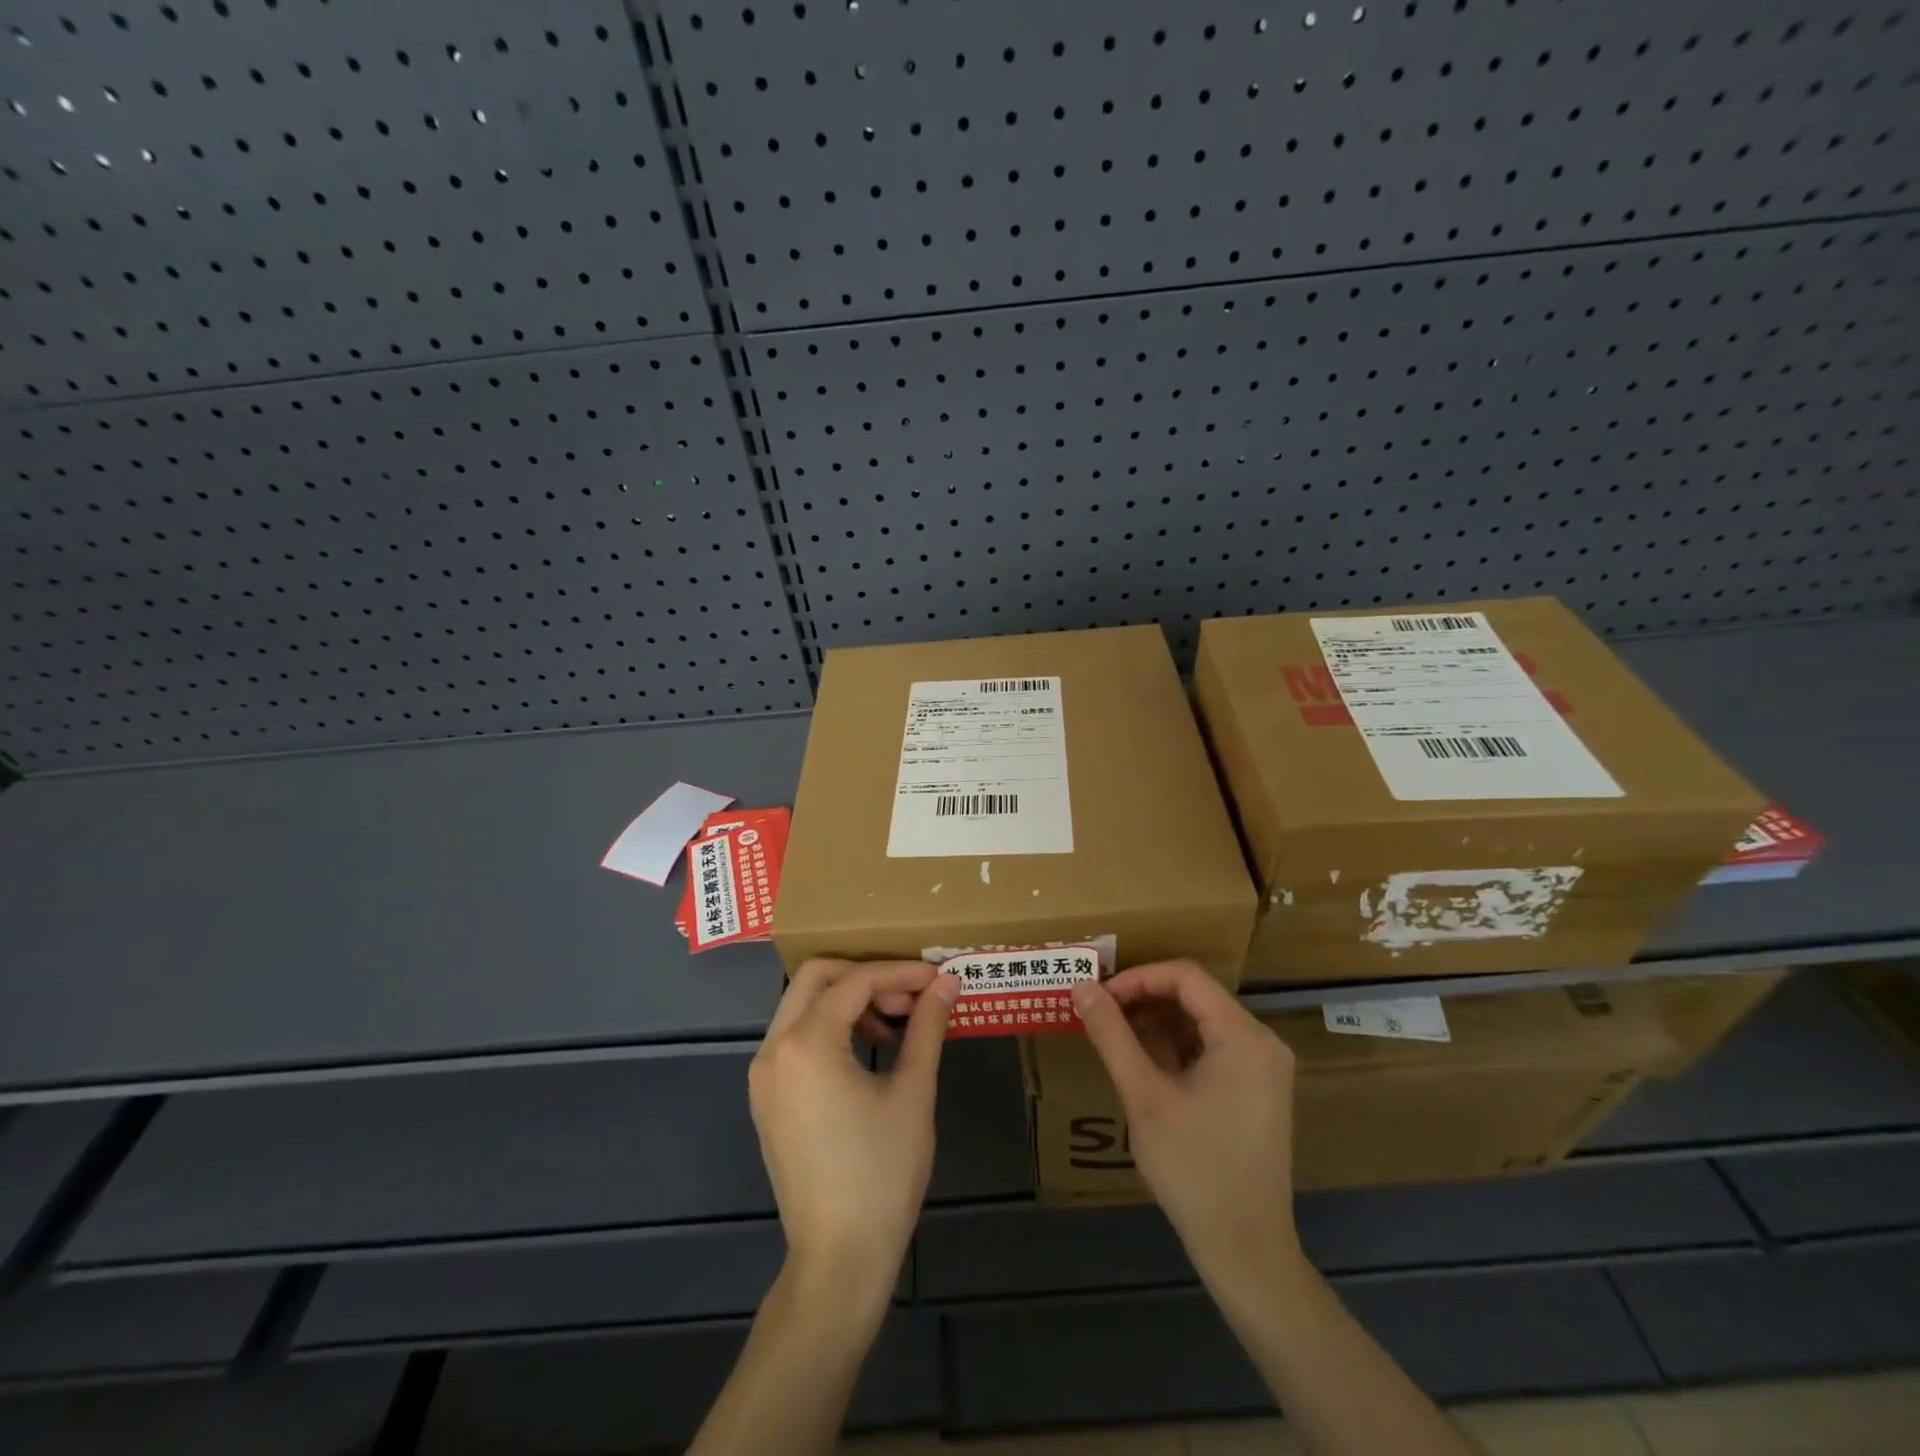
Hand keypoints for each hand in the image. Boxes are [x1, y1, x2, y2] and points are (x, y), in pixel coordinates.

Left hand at [749, 959, 959, 1304]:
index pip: (855, 981)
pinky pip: (796, 1037)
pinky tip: (867, 1050)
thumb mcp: (912, 1093)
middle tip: (909, 996)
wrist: (838, 1258)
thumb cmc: (881, 1173)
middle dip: (867, 975)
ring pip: (803, 1004)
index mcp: (806, 1044)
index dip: (900, 973)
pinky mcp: (767, 1097)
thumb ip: (927, 1028)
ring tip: (895, 1024)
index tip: (937, 978)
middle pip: (817, 977)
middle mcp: (774, 1049)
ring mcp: (763, 1075)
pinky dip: (830, 1026)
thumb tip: (946, 983)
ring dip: (848, 1000)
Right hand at [1071, 960, 1300, 1288]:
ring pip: (1201, 1020)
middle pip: (1196, 995)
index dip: (1138, 978)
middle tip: (1101, 1014)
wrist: (1246, 1250)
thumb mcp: (1144, 1097)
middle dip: (1144, 998)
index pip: (1185, 977)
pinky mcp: (1257, 1088)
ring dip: (1157, 1021)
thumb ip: (1112, 1036)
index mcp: (1244, 1037)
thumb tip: (1082, 987)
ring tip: (1115, 1036)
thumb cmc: (1194, 1170)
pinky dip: (1176, 1044)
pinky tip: (1144, 1062)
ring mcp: (1263, 1067)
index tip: (1100, 998)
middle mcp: (1262, 1042)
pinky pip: (1212, 1046)